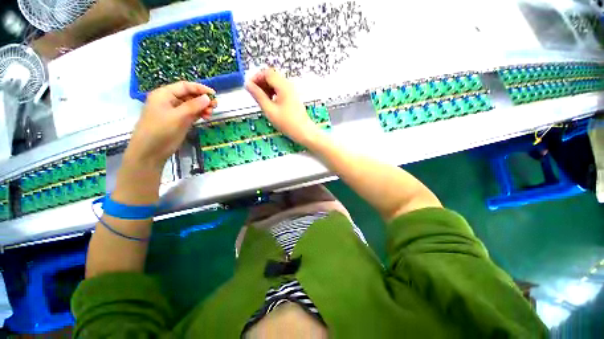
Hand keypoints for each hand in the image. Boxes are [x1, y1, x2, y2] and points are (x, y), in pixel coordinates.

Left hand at [124, 81, 216, 171]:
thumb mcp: (178, 116)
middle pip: (189, 95)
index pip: (185, 86)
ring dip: (202, 107)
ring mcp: (174, 112)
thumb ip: (194, 106)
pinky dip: (199, 114)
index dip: (200, 88)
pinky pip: (191, 114)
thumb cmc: (161, 131)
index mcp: (164, 94)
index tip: (214, 94)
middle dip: (202, 99)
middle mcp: (169, 101)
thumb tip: (208, 98)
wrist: (150, 151)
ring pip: (191, 105)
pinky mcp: (179, 121)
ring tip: (211, 114)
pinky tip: (206, 117)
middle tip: (215, 106)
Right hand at [246, 69, 321, 145]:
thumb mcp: (270, 110)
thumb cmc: (287, 123)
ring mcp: (292, 91)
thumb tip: (248, 85)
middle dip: (261, 83)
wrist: (303, 131)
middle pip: (272, 76)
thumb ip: (258, 96)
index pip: (267, 73)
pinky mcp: (293, 97)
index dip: (256, 77)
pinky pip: (281, 90)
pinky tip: (270, 102)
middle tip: (254, 94)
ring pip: (276, 83)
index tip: (249, 87)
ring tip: (262, 100)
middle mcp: (289, 85)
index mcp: (283, 86)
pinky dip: (273, 93)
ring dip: (267, 88)